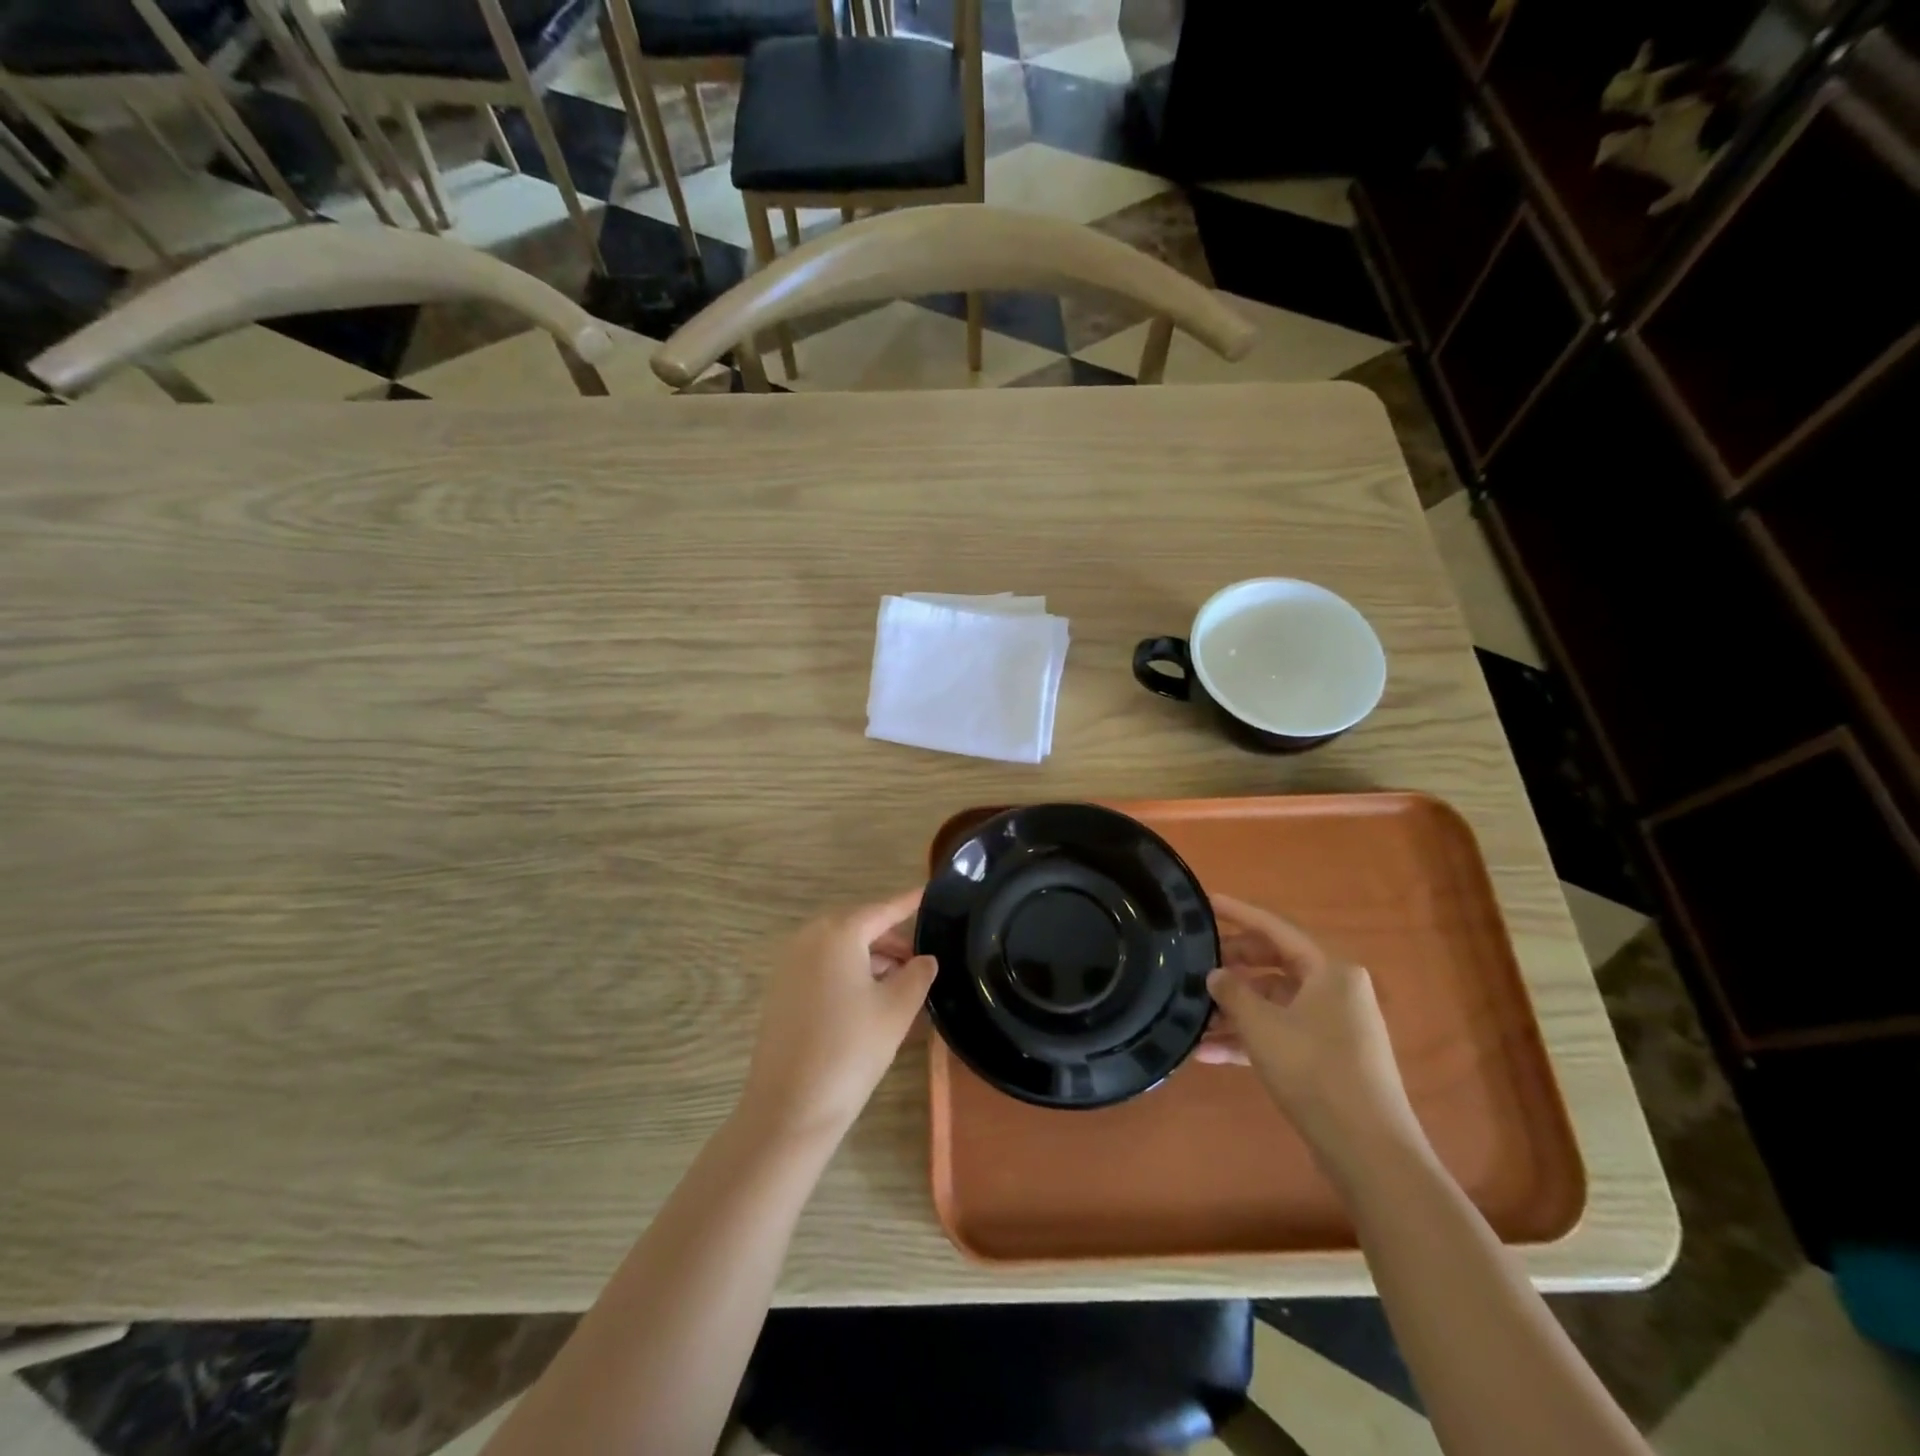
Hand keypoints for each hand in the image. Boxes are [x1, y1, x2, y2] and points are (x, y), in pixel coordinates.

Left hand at [738, 889, 937, 1143]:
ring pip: (840, 948)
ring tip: (901, 982)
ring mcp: (789, 964)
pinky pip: (822, 966)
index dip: (908, 902)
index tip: (929, 892)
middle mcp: (809, 938)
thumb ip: (918, 975)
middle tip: (921, 958)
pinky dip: (848, 972)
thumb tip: (924, 959)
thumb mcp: (897, 1009)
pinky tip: (869, 999)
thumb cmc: (851, 1049)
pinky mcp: (780, 990)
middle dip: (891, 938)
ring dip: (871, 958)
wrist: (789, 1107)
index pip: (882, 909)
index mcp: (838, 933)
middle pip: (858, 926)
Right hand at [1197, 893, 1422, 1170]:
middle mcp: (1335, 990)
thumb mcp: (1262, 1026)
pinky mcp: (1327, 1057)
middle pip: (1274, 964)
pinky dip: (1249, 1039)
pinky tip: (1208, 1054)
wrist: (1369, 1151)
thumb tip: (1216, 975)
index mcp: (1330, 970)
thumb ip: (1233, 993)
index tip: (1206, 902)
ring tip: (1192, 1017)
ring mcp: (1333, 1025)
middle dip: (1232, 967)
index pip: (1275, 928)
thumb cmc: (1315, 1071)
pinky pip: (1280, 1033)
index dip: (1239, 913)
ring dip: (1234, 1010)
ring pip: (1274, 1003)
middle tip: (1194, 964)